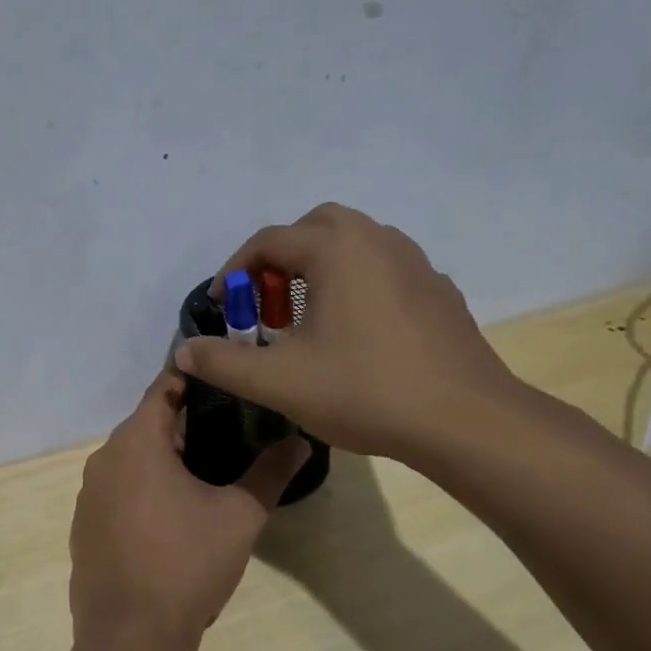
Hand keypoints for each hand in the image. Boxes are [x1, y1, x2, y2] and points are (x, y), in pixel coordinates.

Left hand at [69, 368, 310, 650]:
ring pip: (130, 461)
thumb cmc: (186, 563)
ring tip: (205, 475)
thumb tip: (301, 442)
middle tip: (229, 433)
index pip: (163, 389)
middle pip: (146, 425)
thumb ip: (270, 474)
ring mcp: (88, 495)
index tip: (224, 380)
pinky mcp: (83, 527)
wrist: (130, 635)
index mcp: (136, 442)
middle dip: (183, 426)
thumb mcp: (239, 516)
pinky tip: (169, 518)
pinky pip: (116, 492)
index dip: (193, 380)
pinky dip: (141, 491)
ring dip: (162, 461)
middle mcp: (103, 459)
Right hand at [174, 202, 519, 461]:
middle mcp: (378, 240)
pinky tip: (353, 335)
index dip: (235, 272)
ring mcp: (415, 264)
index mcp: (337, 249)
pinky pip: (383, 271)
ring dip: (318, 271)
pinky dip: (354, 286)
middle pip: (314, 229)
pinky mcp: (438, 292)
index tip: (222, 306)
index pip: (269, 241)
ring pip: (353, 246)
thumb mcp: (277, 381)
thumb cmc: (365, 390)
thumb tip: (185, 350)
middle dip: (280, 261)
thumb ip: (223, 362)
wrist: (465, 421)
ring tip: (305, 321)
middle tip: (266, 306)